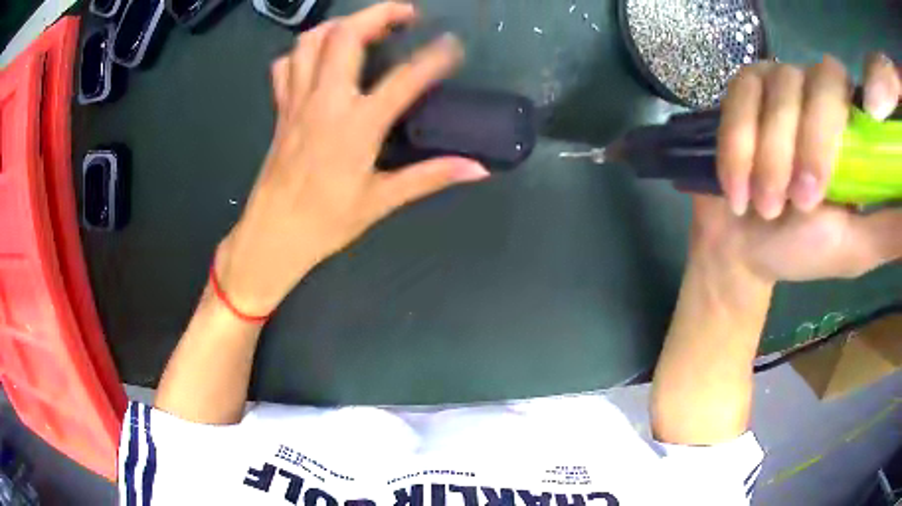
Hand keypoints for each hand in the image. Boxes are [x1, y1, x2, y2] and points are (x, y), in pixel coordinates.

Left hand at [215, 3, 488, 315]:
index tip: (452, 45)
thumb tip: (477, 169)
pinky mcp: (280, 109)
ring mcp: (297, 101)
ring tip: (364, 27)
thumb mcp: (381, 202)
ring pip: (310, 42)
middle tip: (406, 14)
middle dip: (378, 14)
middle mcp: (324, 102)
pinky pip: (286, 65)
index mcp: (355, 127)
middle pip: (345, 37)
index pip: (404, 79)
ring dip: (340, 25)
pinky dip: (304, 51)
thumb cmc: (325, 223)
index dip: (434, 58)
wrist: (272, 235)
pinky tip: (320, 58)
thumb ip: (430, 177)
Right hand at [692, 52, 900, 282]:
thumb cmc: (803, 249)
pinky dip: (738, 149)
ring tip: (767, 207)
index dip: (840, 114)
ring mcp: (776, 84)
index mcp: (847, 124)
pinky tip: (738, 189)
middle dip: (808, 144)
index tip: (835, 171)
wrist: (744, 248)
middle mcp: (814, 91)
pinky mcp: (741, 90)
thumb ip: (888, 229)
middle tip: (801, 202)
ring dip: (770, 156)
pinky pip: (739, 100)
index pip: (847, 88)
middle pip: (817, 81)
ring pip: (777, 92)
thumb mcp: (856, 247)